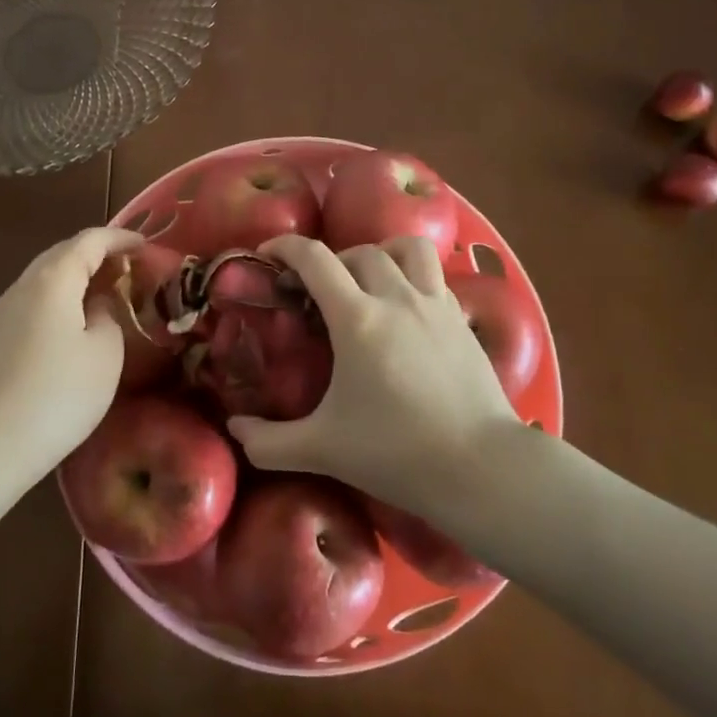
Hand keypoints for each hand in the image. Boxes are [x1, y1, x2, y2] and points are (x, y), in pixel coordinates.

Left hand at [0, 226, 145, 494]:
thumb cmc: (56, 396)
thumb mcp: (104, 355)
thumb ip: (107, 317)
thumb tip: (95, 307)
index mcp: (52, 280)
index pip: (89, 241)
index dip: (120, 238)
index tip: (145, 246)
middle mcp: (19, 288)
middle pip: (60, 256)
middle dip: (94, 256)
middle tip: (125, 271)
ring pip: (40, 284)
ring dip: (72, 283)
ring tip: (98, 301)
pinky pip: (26, 310)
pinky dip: (52, 307)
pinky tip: (63, 335)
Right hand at [227, 235, 521, 516]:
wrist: (482, 468)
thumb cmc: (397, 453)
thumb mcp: (323, 449)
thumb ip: (269, 442)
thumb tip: (234, 430)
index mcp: (357, 318)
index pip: (314, 258)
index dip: (284, 247)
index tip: (266, 256)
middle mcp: (396, 297)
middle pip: (357, 252)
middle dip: (330, 261)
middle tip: (316, 291)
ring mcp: (435, 303)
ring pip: (407, 248)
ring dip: (380, 253)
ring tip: (368, 280)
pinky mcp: (462, 318)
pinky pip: (435, 275)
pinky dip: (413, 276)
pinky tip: (407, 308)